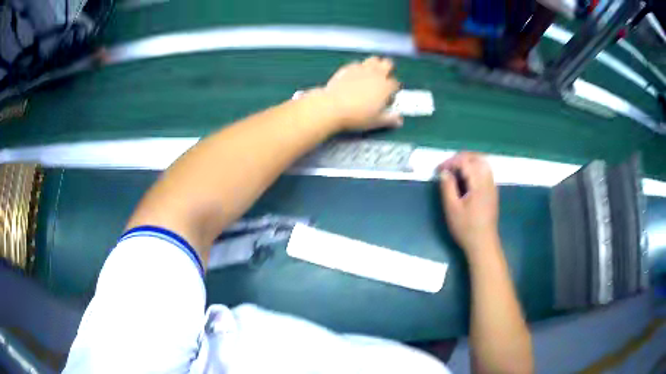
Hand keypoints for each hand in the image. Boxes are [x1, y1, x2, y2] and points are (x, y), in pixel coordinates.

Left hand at [322, 56, 402, 130]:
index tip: (388, 98)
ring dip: (375, 64)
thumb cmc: (357, 116)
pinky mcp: (348, 68)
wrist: (332, 107)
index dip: (394, 90)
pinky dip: (359, 68)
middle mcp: (376, 74)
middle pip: (388, 64)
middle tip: (383, 79)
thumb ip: (390, 119)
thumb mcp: (376, 121)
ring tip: (371, 74)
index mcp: (386, 86)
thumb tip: (399, 121)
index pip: (396, 83)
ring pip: (373, 59)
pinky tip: (355, 75)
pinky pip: (357, 63)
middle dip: (388, 70)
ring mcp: (362, 69)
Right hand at [439, 152, 499, 258]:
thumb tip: (444, 173)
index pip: (465, 162)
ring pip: (483, 163)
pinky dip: (474, 168)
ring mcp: (492, 186)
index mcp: (478, 183)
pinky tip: (466, 179)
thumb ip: (447, 187)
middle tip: (447, 166)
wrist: (483, 243)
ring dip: (468, 162)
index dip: (450, 162)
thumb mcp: (452, 208)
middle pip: (477, 158)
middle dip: (461, 158)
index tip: (438, 170)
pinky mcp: (492, 191)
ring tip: (455, 170)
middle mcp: (488, 180)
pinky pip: (485, 171)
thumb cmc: (466, 228)